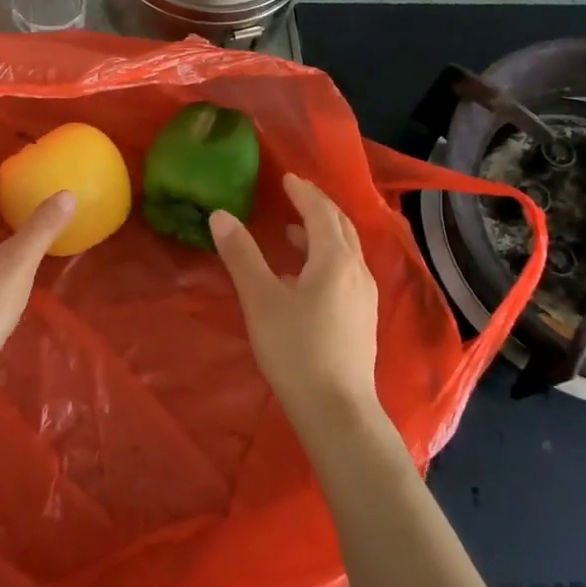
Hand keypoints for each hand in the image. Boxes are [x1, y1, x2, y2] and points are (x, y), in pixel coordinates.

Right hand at [211, 174, 380, 427]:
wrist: (337, 408)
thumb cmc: (295, 349)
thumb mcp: (261, 299)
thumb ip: (242, 255)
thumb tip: (221, 215)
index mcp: (334, 259)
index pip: (320, 212)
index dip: (303, 193)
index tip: (287, 178)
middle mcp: (356, 270)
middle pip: (341, 227)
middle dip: (319, 207)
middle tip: (295, 195)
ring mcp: (364, 296)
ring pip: (346, 250)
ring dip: (323, 234)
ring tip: (294, 233)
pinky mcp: (363, 318)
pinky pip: (346, 271)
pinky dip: (327, 257)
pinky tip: (307, 277)